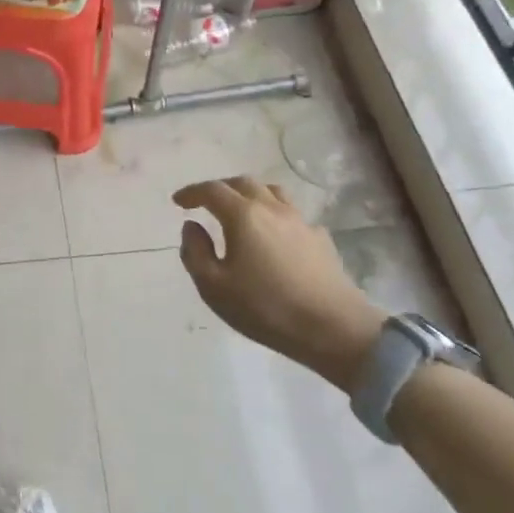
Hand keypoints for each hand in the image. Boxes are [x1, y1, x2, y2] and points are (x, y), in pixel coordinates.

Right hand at [173, 176, 384, 390]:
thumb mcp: (214, 287)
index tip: (178, 202)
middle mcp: (272, 208)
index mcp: (243, 215)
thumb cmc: (267, 308)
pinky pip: (292, 214)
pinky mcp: (320, 239)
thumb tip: (191, 226)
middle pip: (242, 183)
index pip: (212, 190)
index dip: (191, 192)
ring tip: (240, 210)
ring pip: (271, 192)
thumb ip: (195, 252)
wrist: (335, 329)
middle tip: (205, 202)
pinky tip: (275, 236)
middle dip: (219, 188)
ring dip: (249, 194)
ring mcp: (300, 221)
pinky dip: (275, 215)